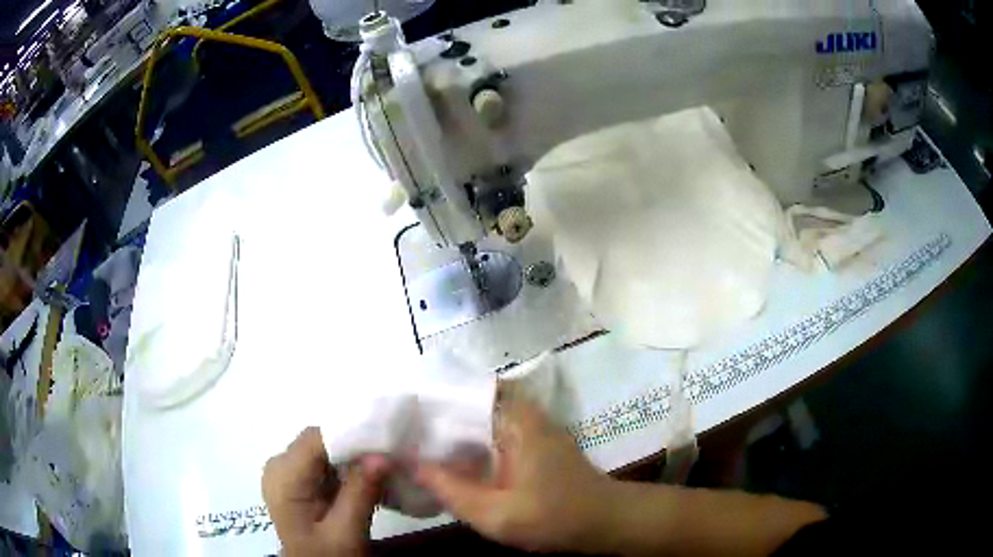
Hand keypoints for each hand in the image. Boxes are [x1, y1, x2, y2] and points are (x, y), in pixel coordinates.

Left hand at [262, 427, 388, 556]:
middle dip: (356, 445)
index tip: (387, 441)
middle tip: (392, 454)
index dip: (351, 434)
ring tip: (386, 464)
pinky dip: (348, 467)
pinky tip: (369, 477)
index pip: (317, 438)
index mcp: (284, 475)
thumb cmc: (325, 555)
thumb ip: (360, 493)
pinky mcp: (299, 479)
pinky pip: (325, 461)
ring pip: (326, 449)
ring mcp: (288, 471)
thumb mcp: (345, 532)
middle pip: (321, 440)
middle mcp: (280, 464)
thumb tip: (382, 455)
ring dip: (354, 456)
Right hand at [416, 399, 616, 552]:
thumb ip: (451, 490)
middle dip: (434, 411)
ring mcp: (530, 426)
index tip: (399, 406)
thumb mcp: (497, 514)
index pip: (464, 389)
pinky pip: (491, 431)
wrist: (605, 522)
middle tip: (398, 425)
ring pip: (479, 416)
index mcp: (515, 420)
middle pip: (468, 400)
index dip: (429, 395)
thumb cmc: (555, 518)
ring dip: (450, 426)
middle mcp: (523, 413)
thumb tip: (409, 463)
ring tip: (413, 437)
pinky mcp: (532, 441)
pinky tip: (448, 457)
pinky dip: (468, 440)